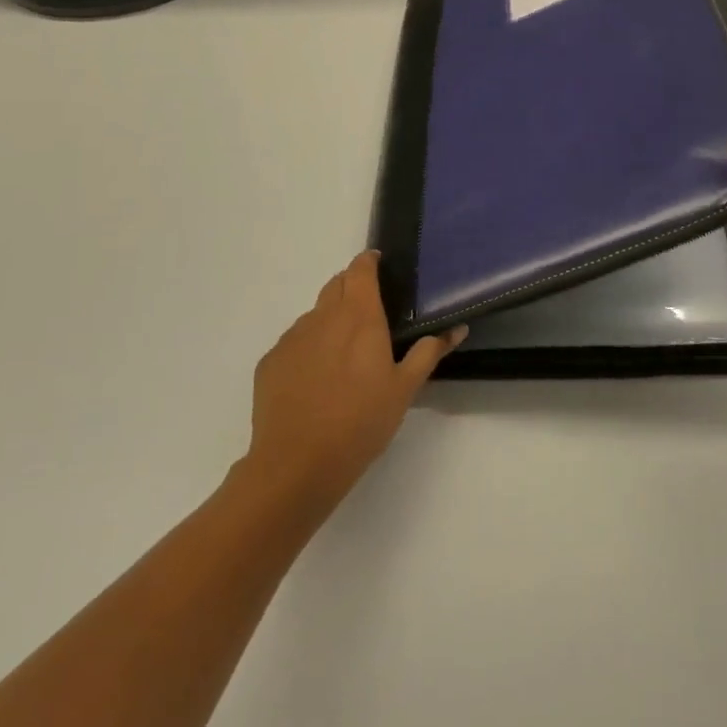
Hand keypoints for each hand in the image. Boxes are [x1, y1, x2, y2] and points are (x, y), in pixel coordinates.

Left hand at [241, 252, 465, 519]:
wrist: (296, 465)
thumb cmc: (360, 422)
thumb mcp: (404, 389)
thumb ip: (429, 352)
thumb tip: (457, 328)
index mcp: (359, 316)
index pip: (360, 269)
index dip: (370, 262)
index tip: (381, 266)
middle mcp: (322, 317)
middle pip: (336, 284)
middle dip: (352, 287)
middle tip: (371, 311)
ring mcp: (292, 338)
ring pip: (315, 314)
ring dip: (331, 319)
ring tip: (345, 353)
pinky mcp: (270, 362)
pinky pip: (294, 341)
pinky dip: (310, 346)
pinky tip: (318, 379)